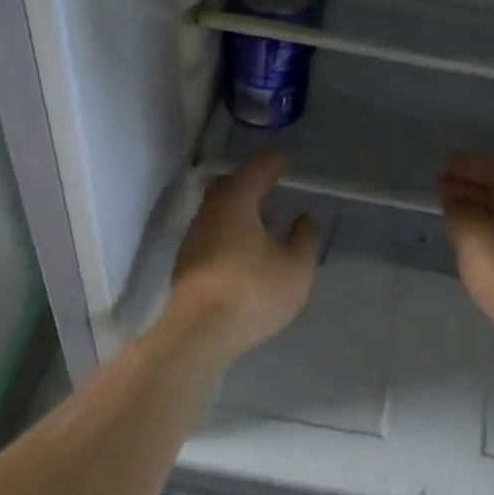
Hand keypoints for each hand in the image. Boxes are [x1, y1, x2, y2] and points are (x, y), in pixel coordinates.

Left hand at [166, 152, 322, 366]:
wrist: (198, 333)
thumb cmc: (253, 291)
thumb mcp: (295, 266)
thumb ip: (305, 237)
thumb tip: (306, 217)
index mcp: (236, 202)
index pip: (257, 169)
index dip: (273, 162)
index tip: (286, 160)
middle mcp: (210, 211)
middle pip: (231, 186)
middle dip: (252, 183)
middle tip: (273, 187)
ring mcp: (194, 237)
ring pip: (220, 211)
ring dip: (242, 210)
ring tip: (266, 222)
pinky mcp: (187, 263)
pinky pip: (214, 233)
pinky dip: (232, 231)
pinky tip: (247, 251)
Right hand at [439, 153, 493, 373]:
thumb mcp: (472, 236)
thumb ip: (459, 209)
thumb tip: (455, 198)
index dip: (466, 163)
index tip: (441, 164)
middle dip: (471, 181)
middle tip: (441, 182)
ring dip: (481, 200)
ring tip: (451, 203)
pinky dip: (493, 217)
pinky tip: (473, 227)